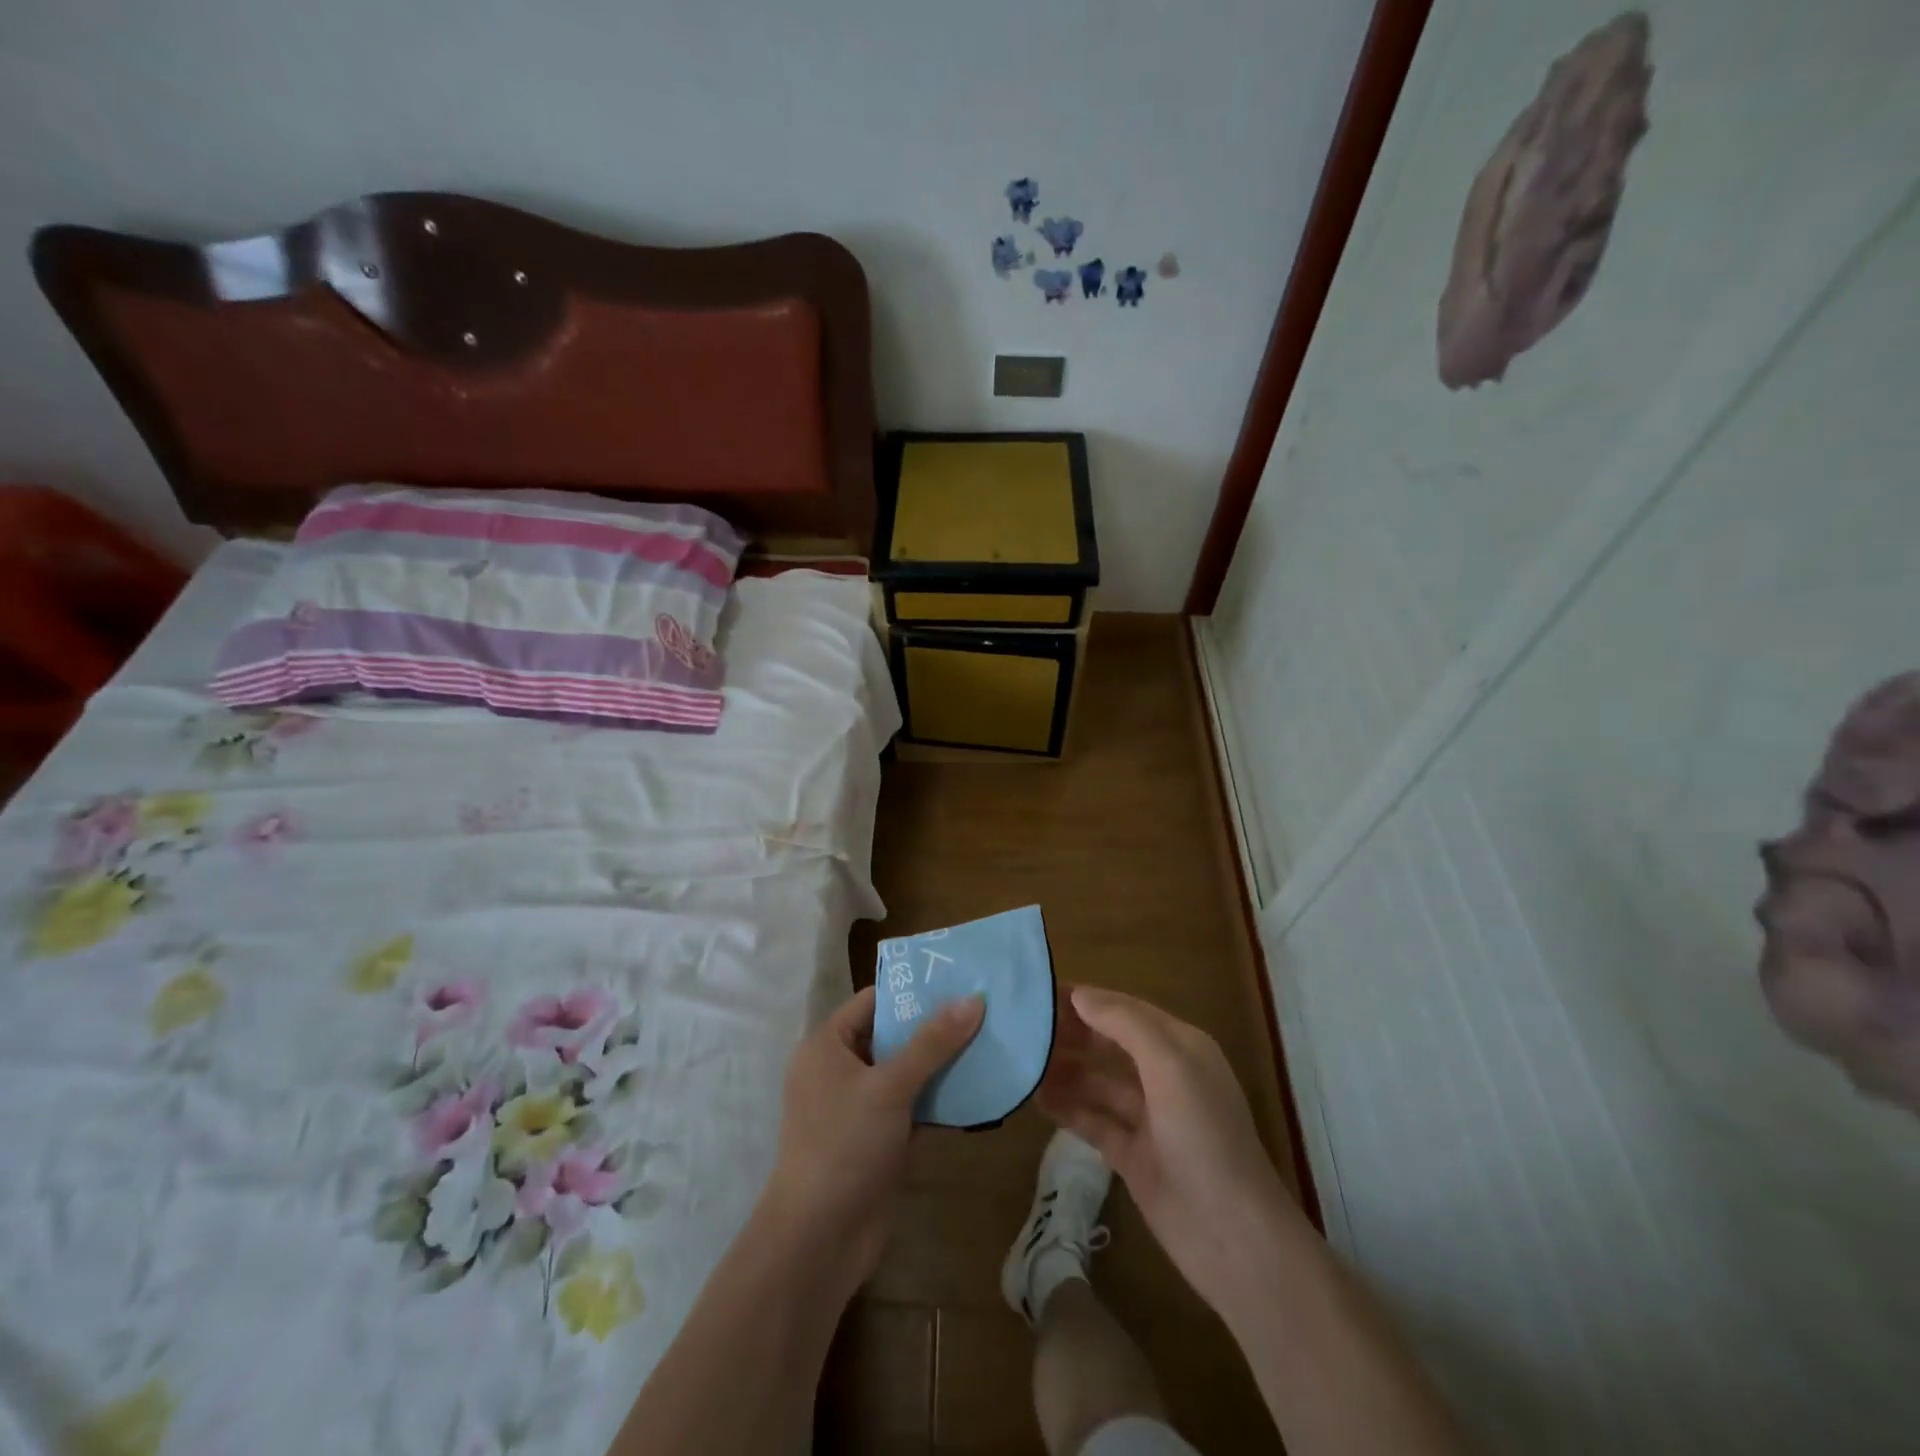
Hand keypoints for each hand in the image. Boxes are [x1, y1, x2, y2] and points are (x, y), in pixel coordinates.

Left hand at [761, 984, 983, 1293]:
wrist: (819, 1241)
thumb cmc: (845, 1146)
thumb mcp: (890, 1087)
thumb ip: (933, 1043)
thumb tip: (974, 998)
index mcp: (827, 1045)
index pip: (874, 1001)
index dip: (914, 991)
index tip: (960, 982)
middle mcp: (839, 1069)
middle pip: (893, 1035)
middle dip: (935, 1027)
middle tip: (984, 1011)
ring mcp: (858, 1107)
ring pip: (906, 1073)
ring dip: (942, 1064)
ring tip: (990, 1043)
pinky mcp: (876, 1139)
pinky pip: (911, 1106)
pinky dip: (938, 1099)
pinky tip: (979, 1090)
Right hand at [1038, 985, 1302, 1315]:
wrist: (1233, 1238)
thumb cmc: (1204, 1137)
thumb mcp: (1169, 1066)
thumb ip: (1124, 1024)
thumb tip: (1080, 995)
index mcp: (1181, 1047)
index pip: (1126, 1010)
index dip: (1087, 999)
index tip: (1040, 992)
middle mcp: (1165, 1077)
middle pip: (1110, 1043)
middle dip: (1072, 1032)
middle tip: (1022, 1026)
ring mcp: (1149, 1119)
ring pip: (1098, 1082)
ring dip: (1065, 1069)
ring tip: (1021, 1059)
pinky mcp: (1133, 1157)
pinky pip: (1094, 1121)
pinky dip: (1068, 1108)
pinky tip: (1036, 1098)